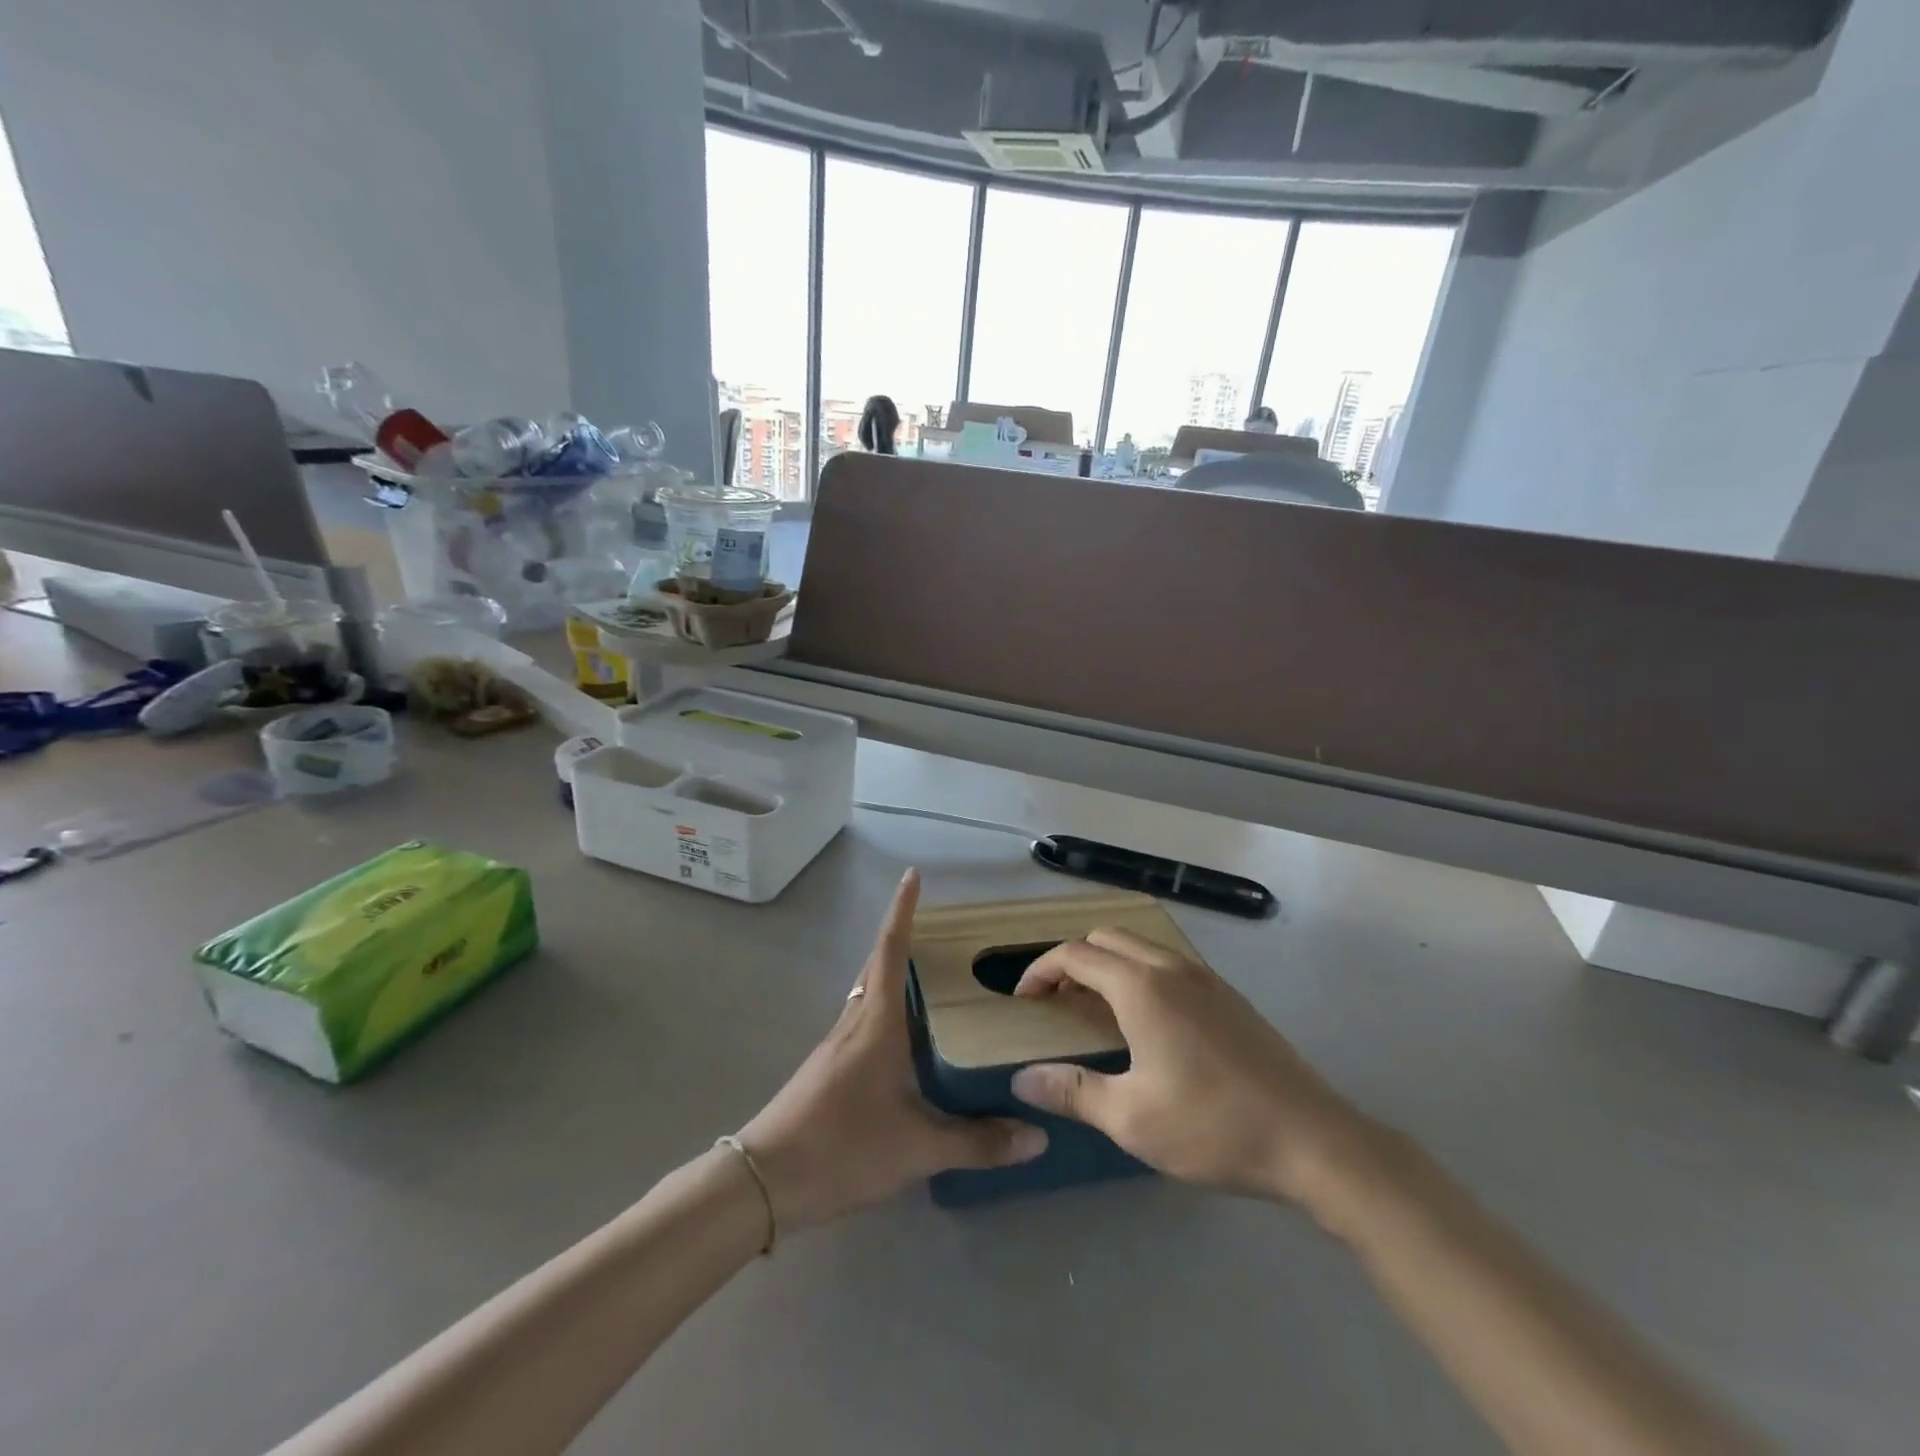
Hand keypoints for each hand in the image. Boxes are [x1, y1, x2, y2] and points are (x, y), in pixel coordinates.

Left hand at [737, 870, 1046, 1230]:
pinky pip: (863, 1019)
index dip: (902, 911)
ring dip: (894, 974)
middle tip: (945, 932)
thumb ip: (977, 1142)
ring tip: (934, 979)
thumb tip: (1038, 1136)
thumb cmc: (842, 1146)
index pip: (890, 950)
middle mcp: (856, 1021)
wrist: (765, 1179)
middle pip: (878, 964)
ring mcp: (838, 1043)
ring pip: (869, 992)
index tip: (912, 875)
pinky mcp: (829, 1066)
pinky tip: (907, 1039)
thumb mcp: (917, 1148)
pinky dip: (887, 1009)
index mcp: (877, 1023)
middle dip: (904, 938)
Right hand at [1009, 929, 1370, 1205]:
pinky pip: (1170, 964)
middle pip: (1107, 938)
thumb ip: (1071, 1091)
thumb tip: (1021, 1078)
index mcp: (1141, 987)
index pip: (1076, 955)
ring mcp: (1206, 979)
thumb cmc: (1213, 1127)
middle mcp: (1171, 968)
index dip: (1041, 971)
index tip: (1023, 1000)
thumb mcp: (1131, 1119)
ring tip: (1096, 1009)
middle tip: (1056, 1001)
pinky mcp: (1230, 996)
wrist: (1313, 1140)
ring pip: (1141, 947)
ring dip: (1109, 964)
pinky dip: (1140, 973)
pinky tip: (1148, 1022)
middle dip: (1073, 960)